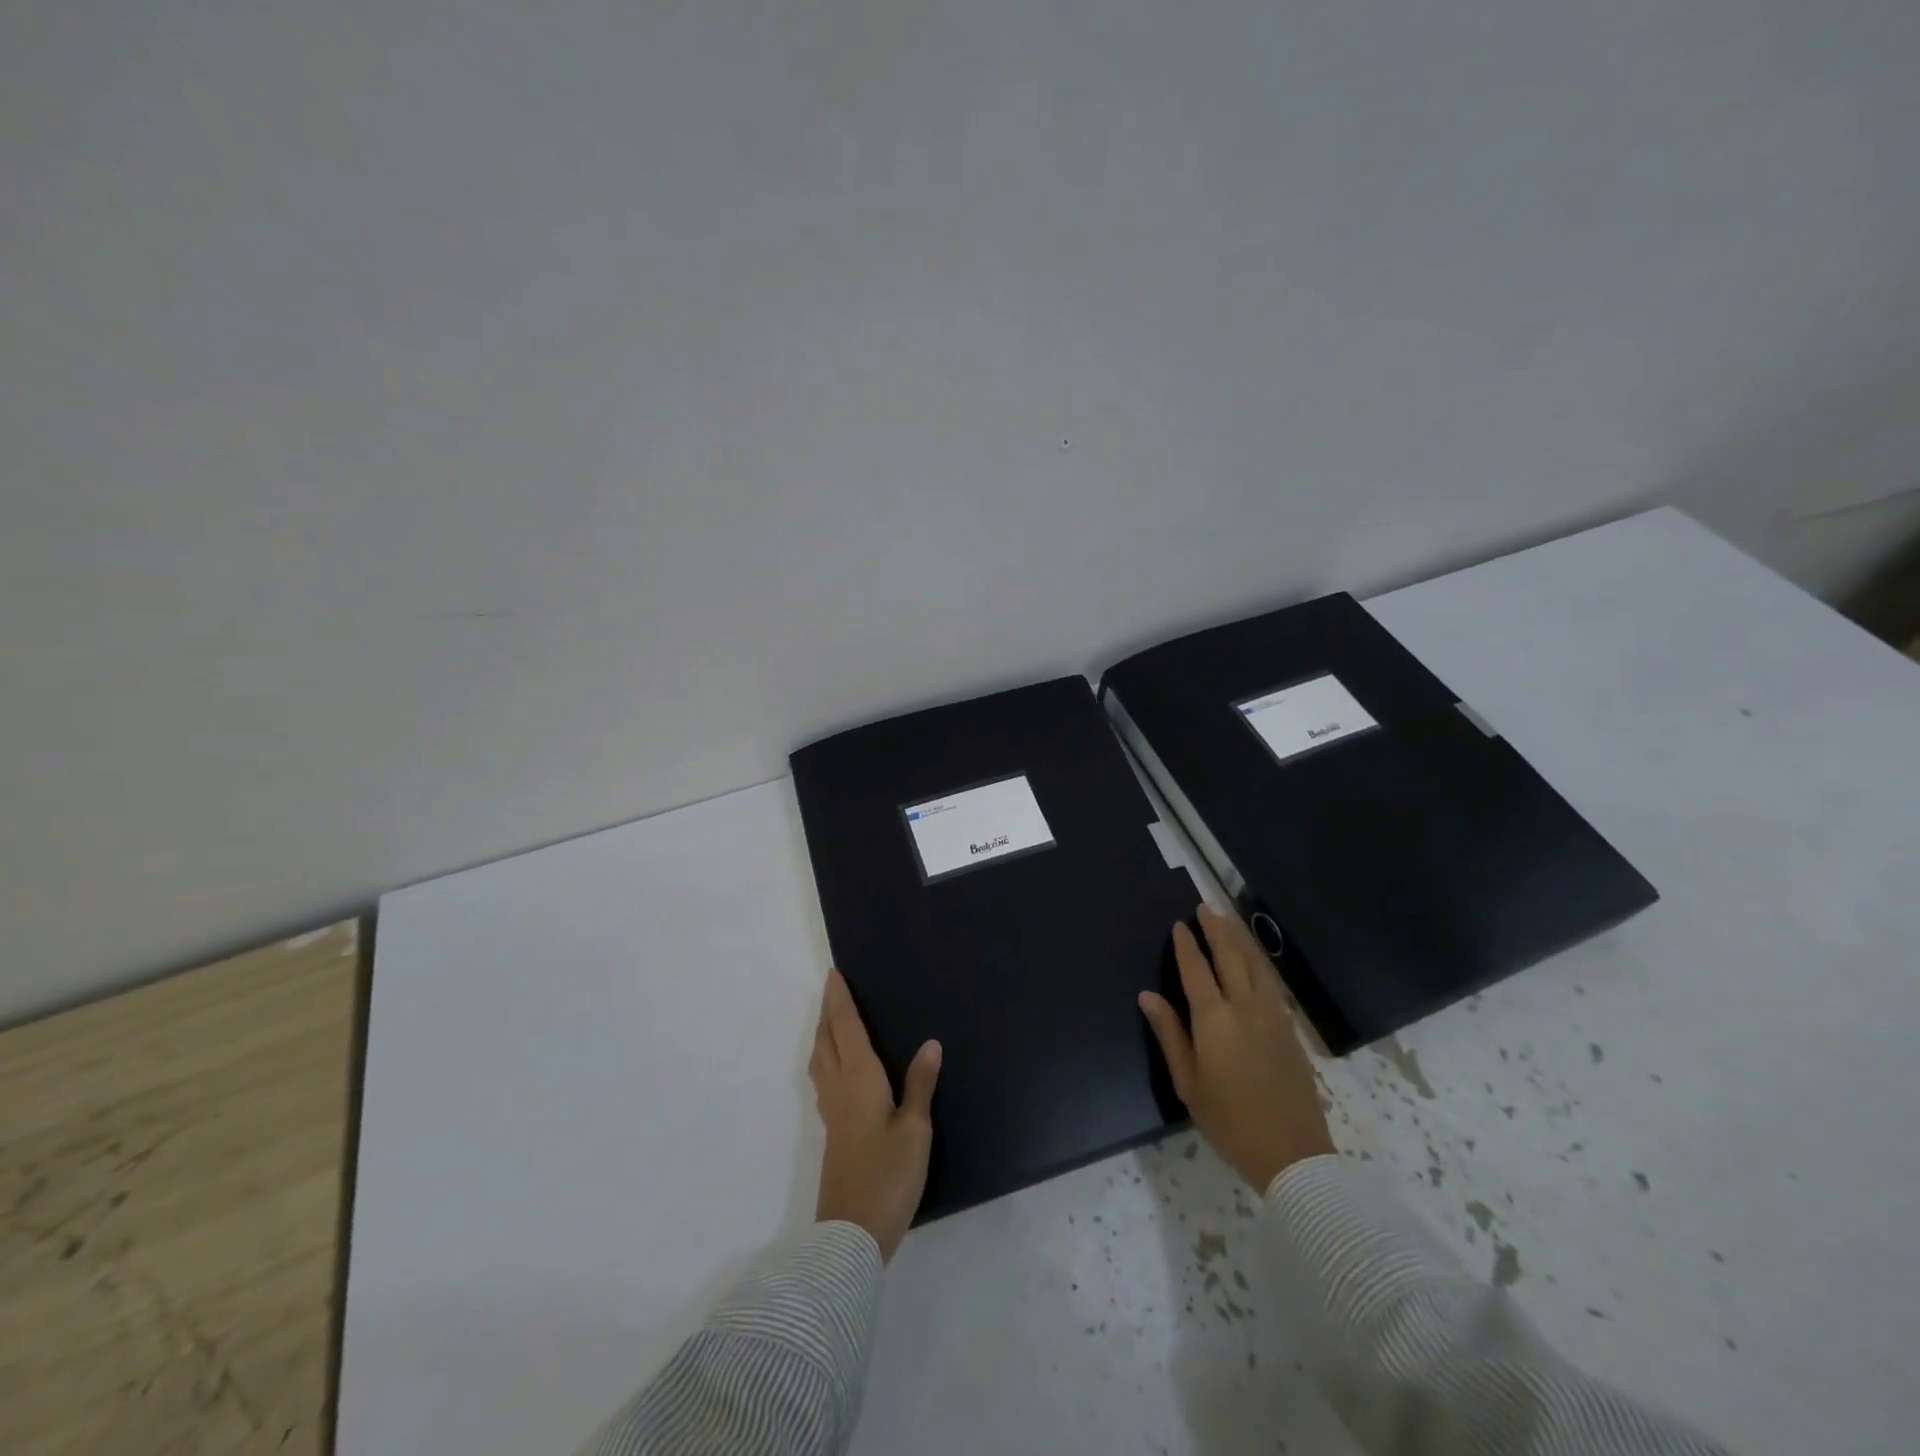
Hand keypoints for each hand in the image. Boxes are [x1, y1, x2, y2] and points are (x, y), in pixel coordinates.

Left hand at [809, 968, 941, 1262]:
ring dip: (822, 1034)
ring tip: (830, 1021)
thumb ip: (920, 1085)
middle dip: (827, 1012)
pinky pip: (823, 1078)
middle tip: (832, 990)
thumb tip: (930, 1043)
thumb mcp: (915, 1130)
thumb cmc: (888, 1176)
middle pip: (826, 1040)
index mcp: (859, 1079)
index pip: (846, 1028)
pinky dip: (826, 1058)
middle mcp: (839, 1088)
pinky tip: (838, 1069)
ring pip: (820, 1060)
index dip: (839, 1000)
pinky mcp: (832, 1132)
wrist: (851, 1235)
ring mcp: (831, 1112)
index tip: (833, 975)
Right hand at [1139, 904, 1334, 1191]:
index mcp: (1215, 1020)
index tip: (1179, 924)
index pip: (1197, 971)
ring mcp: (1272, 1016)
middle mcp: (1245, 1007)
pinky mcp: (1289, 1028)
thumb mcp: (1188, 1083)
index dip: (1187, 946)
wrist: (1293, 1154)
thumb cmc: (1229, 1121)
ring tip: (1227, 919)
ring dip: (1240, 939)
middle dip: (1216, 929)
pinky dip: (1258, 962)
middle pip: (1230, 956)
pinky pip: (1270, 982)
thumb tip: (1147, 996)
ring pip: (1255, 964)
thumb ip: (1169, 1034)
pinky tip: (1253, 959)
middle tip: (1205, 907)